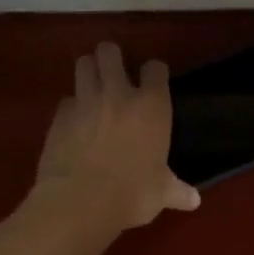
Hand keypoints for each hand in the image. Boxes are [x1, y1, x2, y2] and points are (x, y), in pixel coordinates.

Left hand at [33, 42, 200, 231]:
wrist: (81, 202)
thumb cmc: (133, 193)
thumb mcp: (161, 193)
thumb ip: (176, 190)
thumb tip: (194, 201)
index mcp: (151, 105)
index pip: (155, 68)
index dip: (154, 72)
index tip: (154, 80)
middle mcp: (118, 94)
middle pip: (110, 52)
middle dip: (111, 57)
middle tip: (115, 72)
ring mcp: (85, 101)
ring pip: (83, 64)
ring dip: (88, 70)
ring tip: (93, 85)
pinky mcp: (59, 116)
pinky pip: (66, 100)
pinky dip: (71, 106)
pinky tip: (75, 121)